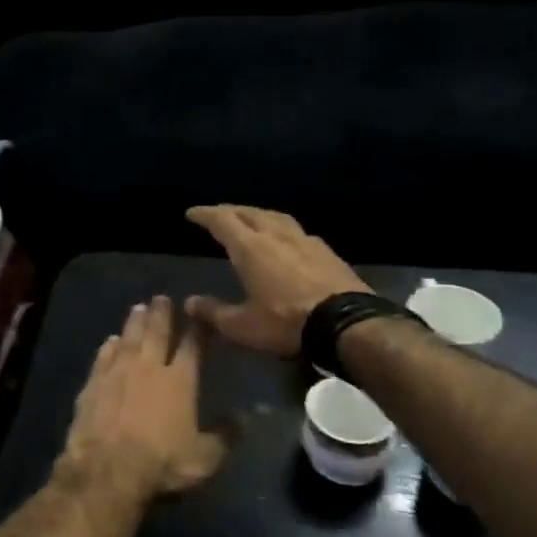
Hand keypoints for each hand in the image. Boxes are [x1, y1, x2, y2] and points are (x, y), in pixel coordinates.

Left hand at [59, 297, 227, 501]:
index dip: (197, 330)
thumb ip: (226, 436)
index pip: (192, 347)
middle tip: (161, 298)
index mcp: (179, 381)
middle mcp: (148, 368)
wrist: (106, 467)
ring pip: (128, 339)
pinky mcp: (93, 383)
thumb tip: (246, 417)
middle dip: (161, 314)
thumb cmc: (161, 463)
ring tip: (138, 308)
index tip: (199, 313)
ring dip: (134, 322)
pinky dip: (108, 346)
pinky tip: (110, 340)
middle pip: (156, 333)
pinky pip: (103, 357)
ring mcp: (117, 372)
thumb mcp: (204, 458)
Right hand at [184, 205, 371, 356]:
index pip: (222, 221)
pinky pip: (297, 231)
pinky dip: (282, 229)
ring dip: (258, 214)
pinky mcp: (327, 252)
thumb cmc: (286, 323)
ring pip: (275, 216)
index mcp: (250, 248)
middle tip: (218, 213)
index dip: (205, 214)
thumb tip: (189, 303)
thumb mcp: (242, 326)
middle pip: (249, 212)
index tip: (192, 213)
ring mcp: (305, 240)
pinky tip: (285, 239)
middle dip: (230, 210)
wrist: (347, 325)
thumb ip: (214, 312)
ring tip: (250, 219)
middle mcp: (275, 236)